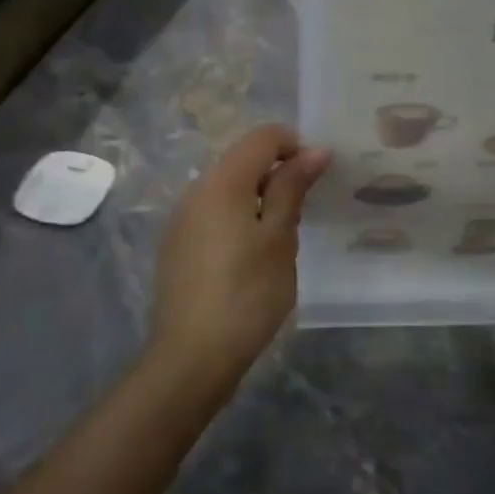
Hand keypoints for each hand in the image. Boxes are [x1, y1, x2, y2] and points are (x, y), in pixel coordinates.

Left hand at [151, 124, 330, 395]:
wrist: (192, 356)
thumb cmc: (247, 294)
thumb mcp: (280, 238)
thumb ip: (293, 188)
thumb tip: (313, 150)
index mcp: (222, 182)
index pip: (263, 137)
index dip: (295, 146)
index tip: (318, 178)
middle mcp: (196, 190)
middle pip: (243, 160)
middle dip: (278, 174)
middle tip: (304, 213)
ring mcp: (181, 219)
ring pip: (228, 188)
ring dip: (260, 198)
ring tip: (281, 239)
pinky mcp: (177, 245)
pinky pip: (214, 213)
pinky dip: (239, 218)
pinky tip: (251, 258)